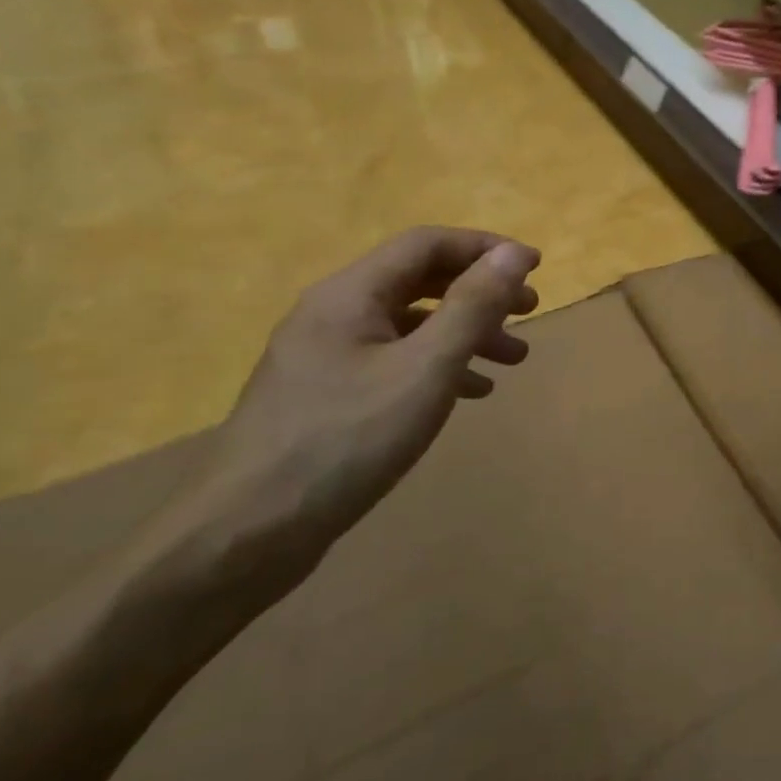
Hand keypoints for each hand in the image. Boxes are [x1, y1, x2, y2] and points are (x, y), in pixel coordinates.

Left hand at [155, 227, 540, 591]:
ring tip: (513, 358)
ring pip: (410, 324)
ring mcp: (325, 356)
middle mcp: (334, 313)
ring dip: (466, 331)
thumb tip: (514, 253)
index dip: (486, 248)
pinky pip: (394, 361)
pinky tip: (470, 392)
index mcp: (350, 294)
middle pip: (420, 280)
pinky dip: (438, 365)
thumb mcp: (426, 369)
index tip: (535, 268)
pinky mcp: (326, 396)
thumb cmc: (345, 441)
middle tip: (530, 311)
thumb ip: (473, 306)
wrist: (245, 536)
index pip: (427, 244)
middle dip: (480, 291)